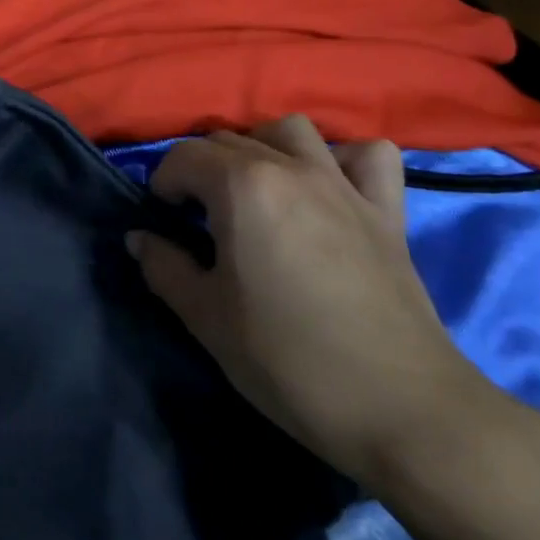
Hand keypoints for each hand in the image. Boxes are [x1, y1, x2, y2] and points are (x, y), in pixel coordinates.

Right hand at [129, 116, 515, 491]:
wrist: (399, 408)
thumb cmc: (286, 359)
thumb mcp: (204, 317)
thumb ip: (163, 267)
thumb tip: (140, 238)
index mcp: (242, 188)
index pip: (184, 156)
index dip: (162, 183)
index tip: (164, 220)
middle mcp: (292, 169)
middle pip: (230, 140)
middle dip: (202, 170)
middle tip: (198, 217)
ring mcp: (344, 185)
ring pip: (291, 131)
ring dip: (263, 148)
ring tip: (254, 190)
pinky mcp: (387, 211)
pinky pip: (368, 156)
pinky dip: (342, 159)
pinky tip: (327, 189)